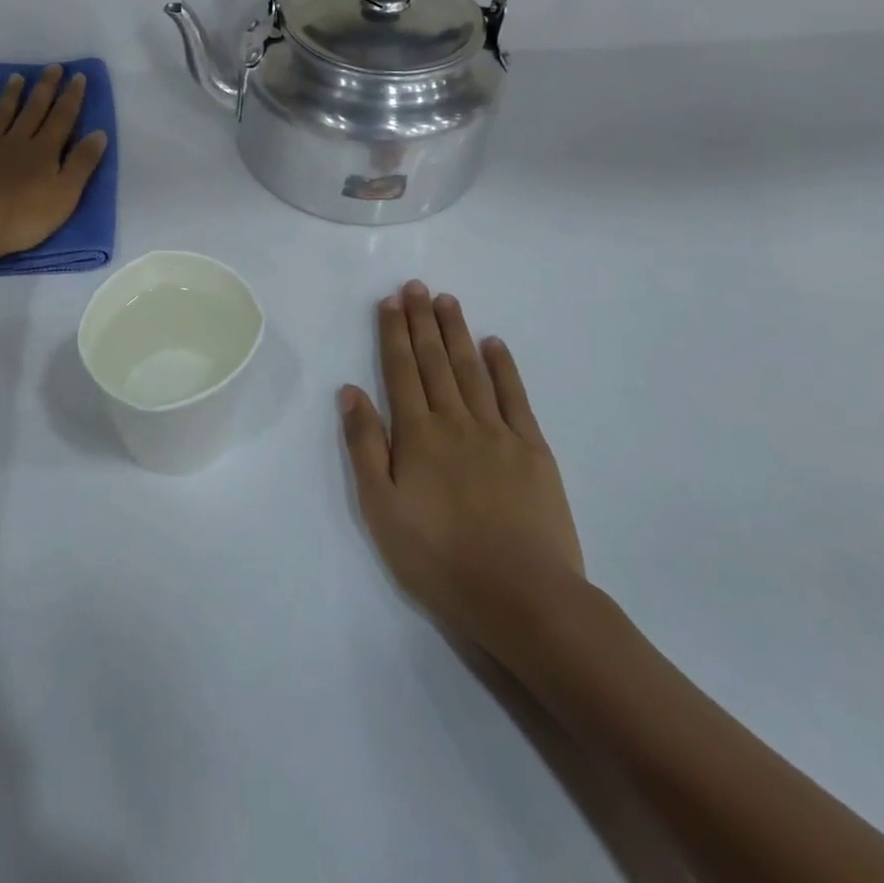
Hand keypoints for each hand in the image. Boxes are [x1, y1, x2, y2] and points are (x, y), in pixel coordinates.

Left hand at [0, 65, 108, 261]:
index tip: (77, 76)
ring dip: (11, 95)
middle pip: (33, 110)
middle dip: (45, 88)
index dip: (71, 97)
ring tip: (17, 77)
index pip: (62, 119)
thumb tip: (99, 133)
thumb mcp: (65, 195)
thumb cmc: (23, 217)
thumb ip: (81, 163)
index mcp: (44, 152)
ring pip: (2, 115)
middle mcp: (17, 142)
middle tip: (52, 67)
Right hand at [340, 282, 585, 665]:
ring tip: (447, 301)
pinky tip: (494, 344)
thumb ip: (365, 446)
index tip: (390, 301)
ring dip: (457, 333)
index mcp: (417, 434)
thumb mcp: (381, 508)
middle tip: (416, 286)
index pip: (401, 371)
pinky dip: (504, 367)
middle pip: (434, 361)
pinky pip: (515, 397)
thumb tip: (350, 391)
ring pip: (471, 370)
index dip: (394, 333)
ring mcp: (498, 432)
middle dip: (422, 321)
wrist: (522, 596)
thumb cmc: (439, 558)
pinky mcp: (532, 450)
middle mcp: (455, 421)